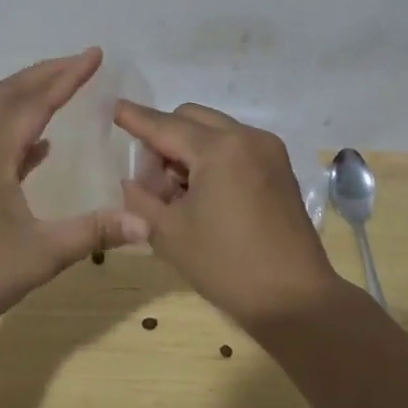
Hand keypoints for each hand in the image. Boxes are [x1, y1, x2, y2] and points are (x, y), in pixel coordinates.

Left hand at [0, 49, 149, 342]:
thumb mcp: (42, 254)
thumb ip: (94, 232)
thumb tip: (145, 224)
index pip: (34, 102)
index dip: (67, 76)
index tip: (94, 55)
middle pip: (7, 94)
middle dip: (44, 73)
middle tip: (80, 63)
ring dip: (27, 96)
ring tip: (62, 90)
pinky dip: (15, 131)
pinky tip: (40, 147)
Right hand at [116, 100, 347, 326]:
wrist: (295, 300)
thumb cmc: (227, 265)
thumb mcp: (169, 233)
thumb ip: (140, 199)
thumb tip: (130, 180)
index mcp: (219, 149)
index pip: (165, 125)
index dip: (135, 118)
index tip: (112, 107)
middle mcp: (247, 137)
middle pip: (191, 119)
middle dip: (163, 137)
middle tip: (149, 178)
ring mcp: (268, 151)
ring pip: (214, 131)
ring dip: (188, 148)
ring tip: (176, 193)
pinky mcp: (279, 169)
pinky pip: (235, 147)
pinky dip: (212, 158)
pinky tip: (203, 195)